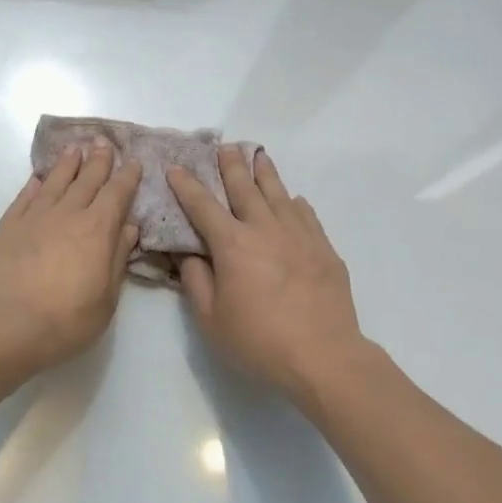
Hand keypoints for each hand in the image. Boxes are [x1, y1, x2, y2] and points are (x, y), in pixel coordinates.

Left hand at [0, 142, 141, 383]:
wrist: (4, 328)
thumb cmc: (66, 321)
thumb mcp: (106, 299)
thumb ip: (117, 259)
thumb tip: (128, 227)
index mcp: (97, 230)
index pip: (117, 194)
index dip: (127, 177)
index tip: (134, 162)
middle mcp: (66, 215)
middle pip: (86, 181)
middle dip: (98, 161)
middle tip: (103, 143)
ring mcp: (33, 219)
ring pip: (54, 183)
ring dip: (66, 165)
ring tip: (74, 150)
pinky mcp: (5, 228)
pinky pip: (24, 198)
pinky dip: (34, 185)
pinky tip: (38, 179)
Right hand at [168, 149, 364, 399]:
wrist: (323, 356)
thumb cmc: (258, 341)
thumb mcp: (211, 319)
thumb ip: (195, 280)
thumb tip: (186, 253)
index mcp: (233, 245)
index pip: (203, 207)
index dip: (187, 186)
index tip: (177, 167)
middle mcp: (265, 229)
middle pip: (245, 189)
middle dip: (231, 166)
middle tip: (224, 146)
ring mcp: (299, 236)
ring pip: (279, 194)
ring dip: (265, 173)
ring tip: (258, 155)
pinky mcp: (324, 249)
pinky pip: (307, 215)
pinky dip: (295, 203)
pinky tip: (294, 199)